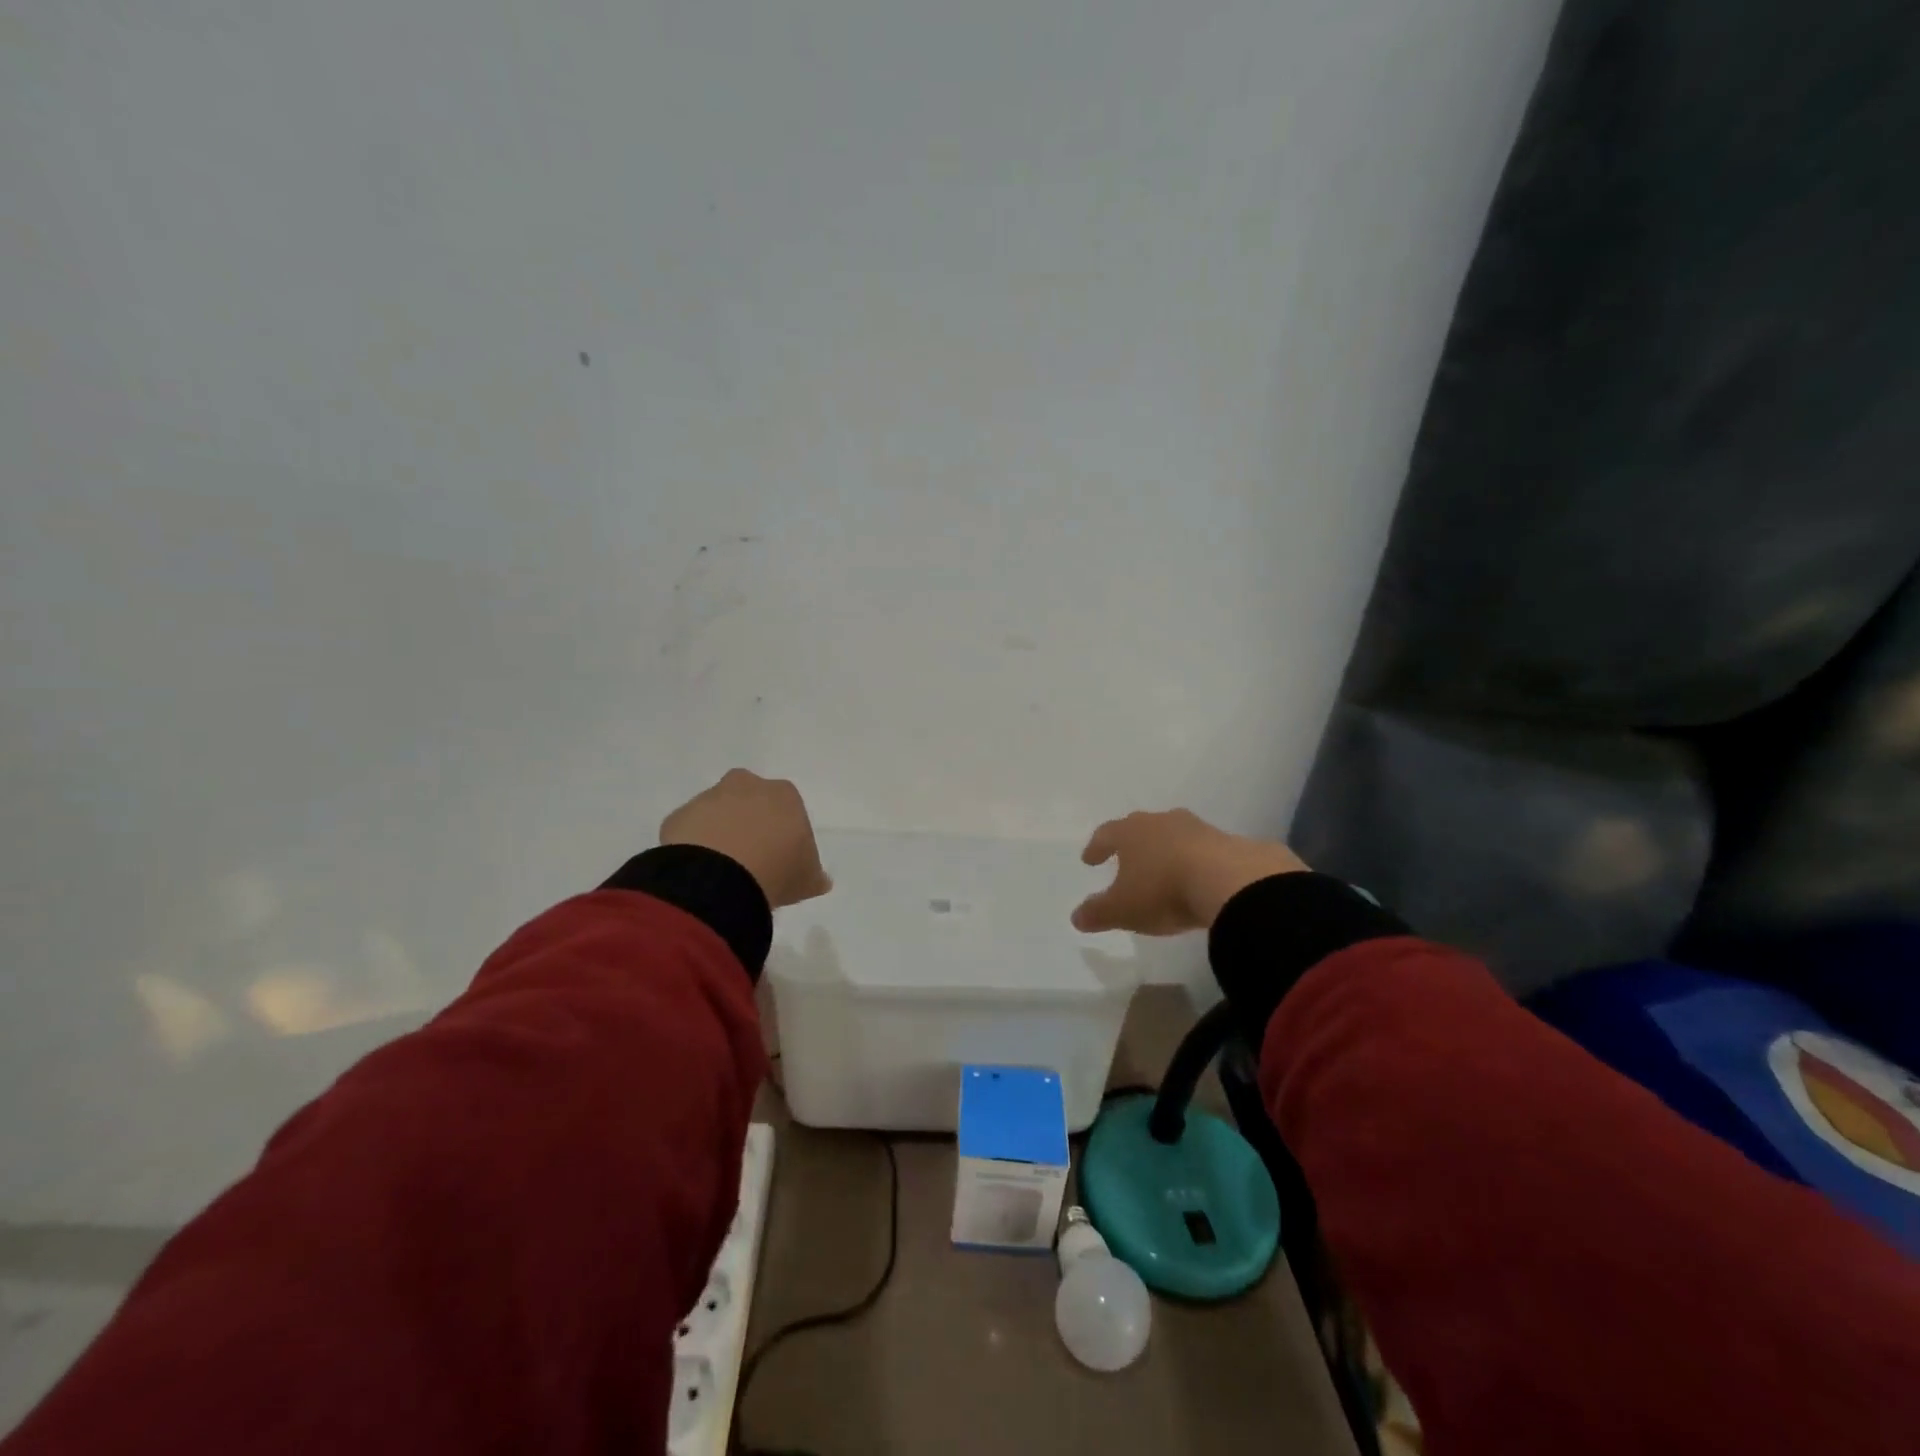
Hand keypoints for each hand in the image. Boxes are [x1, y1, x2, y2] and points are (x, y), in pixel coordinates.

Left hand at [660, 770, 832, 909]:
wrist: (721, 876)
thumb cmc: (777, 869)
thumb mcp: (807, 878)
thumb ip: (813, 874)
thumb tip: (820, 880)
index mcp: (784, 794)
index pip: (787, 807)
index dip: (785, 832)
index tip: (782, 857)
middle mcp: (746, 786)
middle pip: (750, 799)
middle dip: (749, 821)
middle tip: (751, 857)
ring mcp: (708, 798)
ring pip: (716, 812)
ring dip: (719, 832)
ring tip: (722, 870)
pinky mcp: (678, 817)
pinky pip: (689, 830)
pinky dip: (693, 846)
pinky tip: (700, 872)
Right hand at [1071, 809, 1307, 935]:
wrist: (1232, 882)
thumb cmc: (1164, 890)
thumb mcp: (1123, 910)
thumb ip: (1097, 913)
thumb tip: (1076, 917)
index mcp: (1131, 832)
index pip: (1106, 834)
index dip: (1096, 847)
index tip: (1089, 859)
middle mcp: (1163, 822)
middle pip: (1142, 828)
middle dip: (1133, 844)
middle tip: (1127, 858)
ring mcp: (1199, 829)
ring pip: (1175, 836)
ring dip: (1167, 851)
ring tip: (1165, 869)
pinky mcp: (1230, 843)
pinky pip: (1205, 851)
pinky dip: (1197, 862)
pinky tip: (1199, 879)